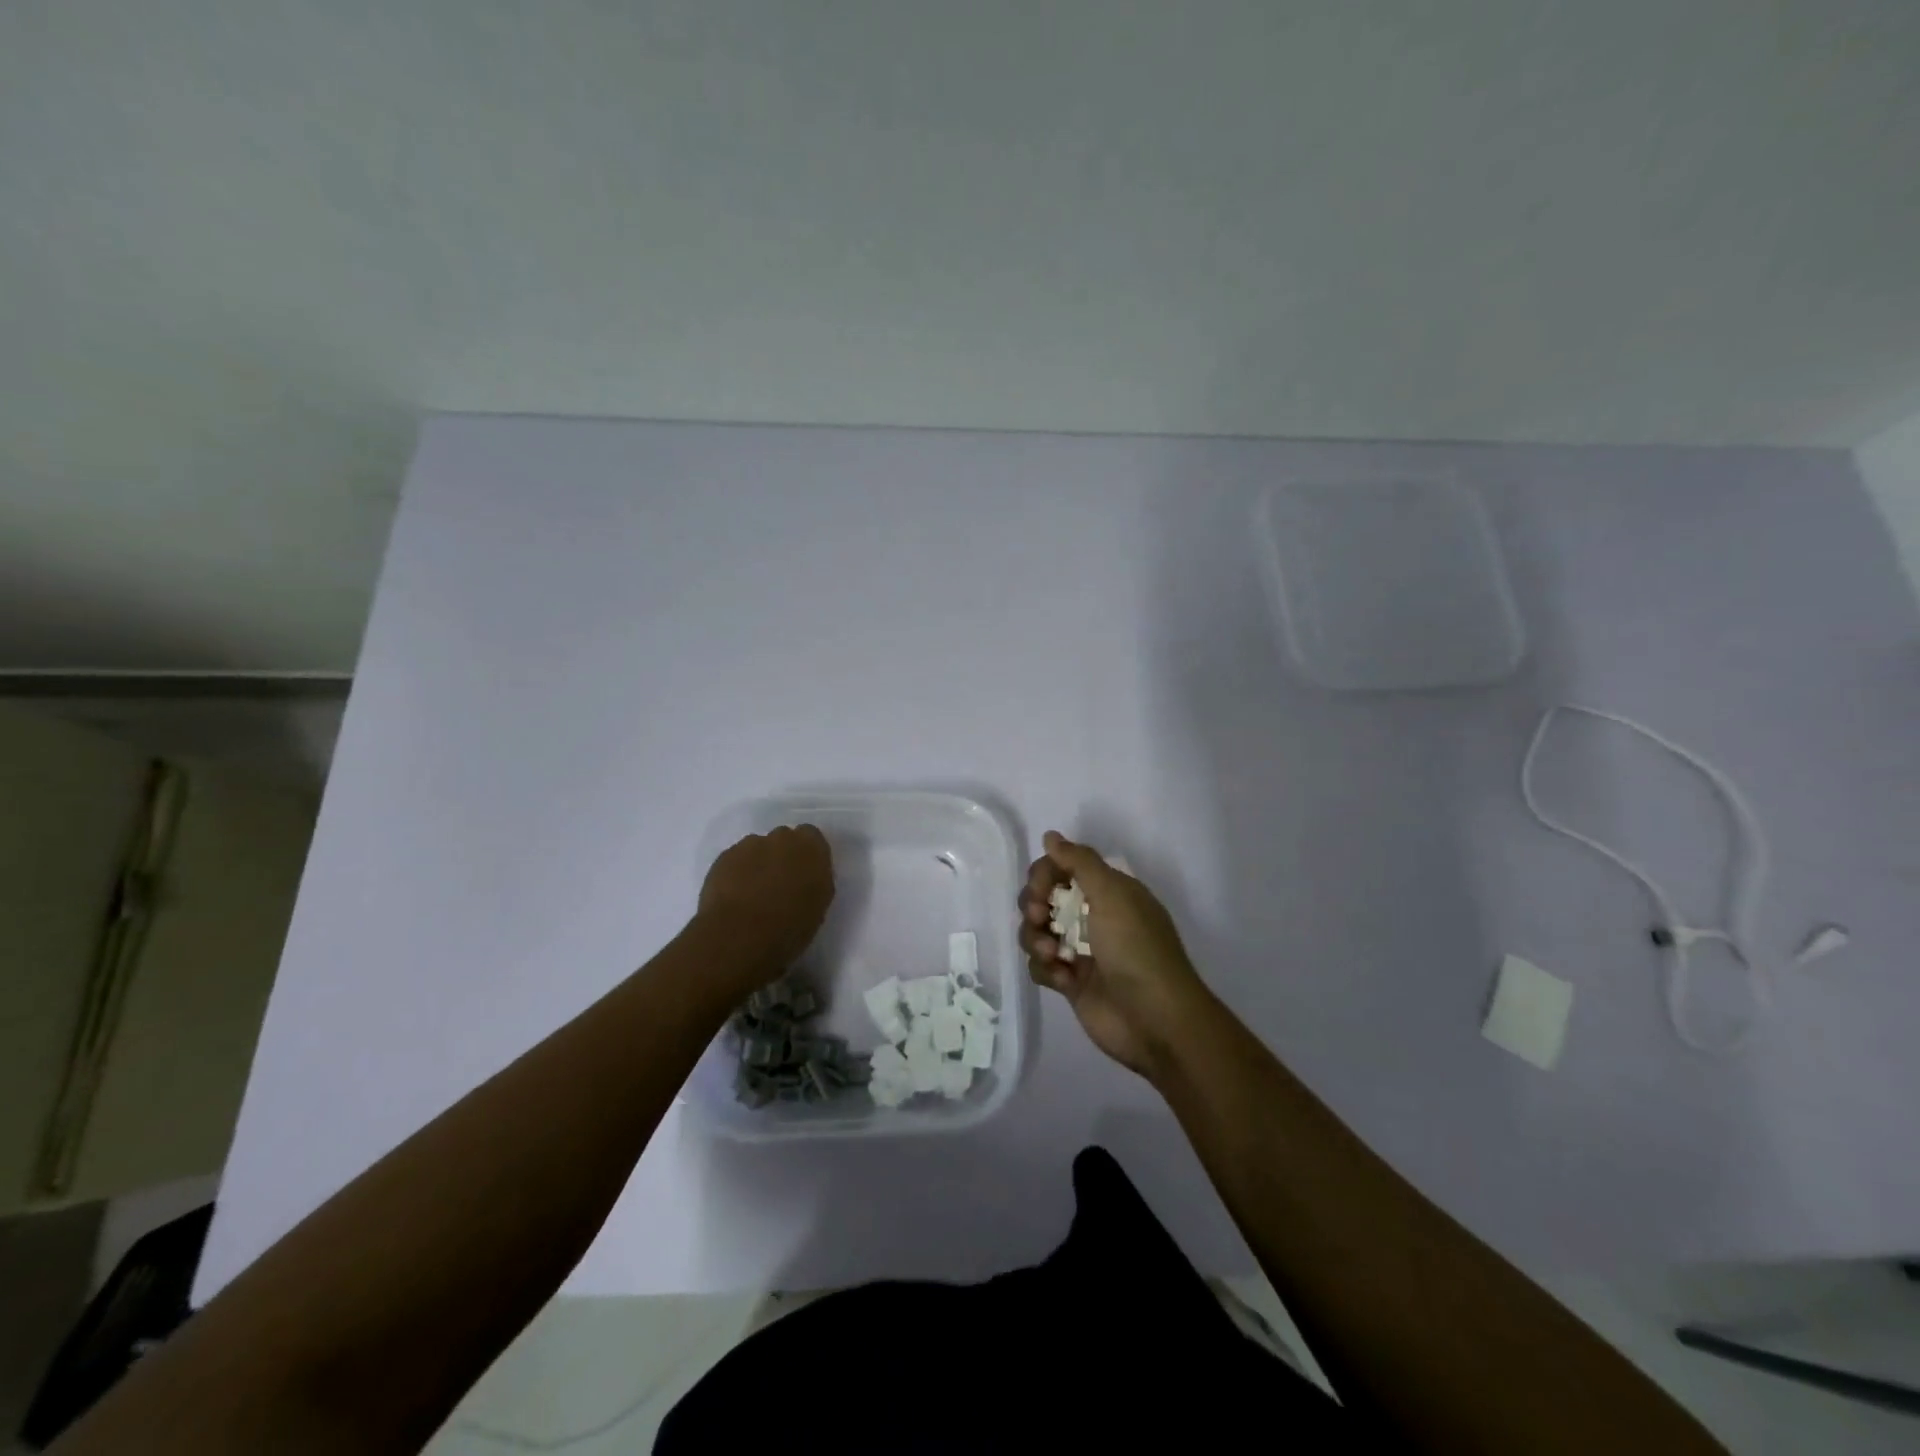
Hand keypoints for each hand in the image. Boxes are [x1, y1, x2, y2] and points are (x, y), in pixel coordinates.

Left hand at [697, 825, 834, 986]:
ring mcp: (749, 845)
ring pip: (756, 849)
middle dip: (781, 856)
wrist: (740, 936)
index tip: (803, 874)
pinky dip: (736, 874)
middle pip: (783, 839)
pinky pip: (735, 861)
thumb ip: (815, 881)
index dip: (806, 855)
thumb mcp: (819, 906)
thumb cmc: (790, 927)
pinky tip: (734, 898)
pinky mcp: (723, 857)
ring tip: (752, 895)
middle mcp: (782, 838)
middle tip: (779, 885)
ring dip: (757, 864)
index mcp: (811, 848)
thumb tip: (805, 877)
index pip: (811, 837)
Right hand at [1018, 831, 1210, 1079]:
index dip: (1044, 874)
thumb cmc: (1136, 949)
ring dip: (1036, 938)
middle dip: (1034, 905)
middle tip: (1041, 918)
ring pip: (1037, 931)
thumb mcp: (1113, 894)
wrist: (1156, 1020)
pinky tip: (1061, 978)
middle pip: (1045, 898)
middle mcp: (1093, 916)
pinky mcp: (1071, 982)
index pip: (1063, 868)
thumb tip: (1050, 835)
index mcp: (1109, 892)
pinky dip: (1044, 968)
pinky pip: (1041, 965)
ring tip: (1051, 954)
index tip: (1040, 889)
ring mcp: (1081, 950)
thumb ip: (1079, 861)